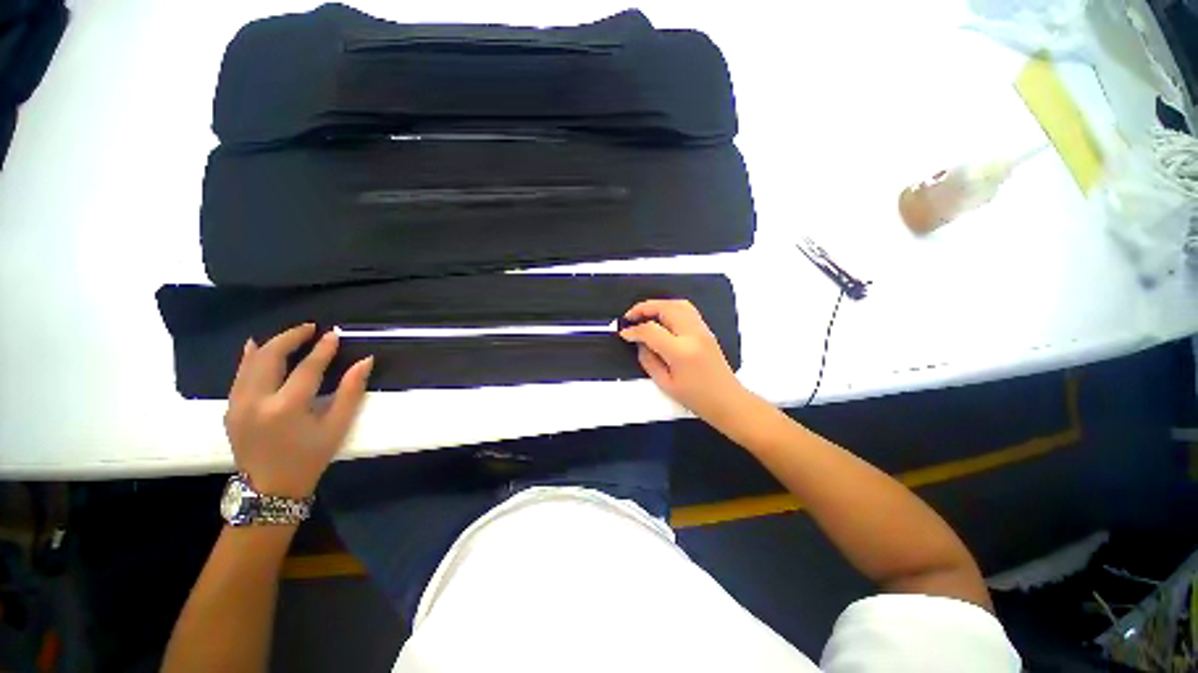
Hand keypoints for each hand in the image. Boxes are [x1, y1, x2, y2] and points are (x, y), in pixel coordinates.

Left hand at [224, 324, 373, 497]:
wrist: (270, 488)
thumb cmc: (310, 457)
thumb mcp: (337, 426)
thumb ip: (351, 391)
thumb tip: (365, 361)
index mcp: (286, 408)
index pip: (307, 368)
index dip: (322, 349)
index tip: (334, 334)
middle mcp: (256, 401)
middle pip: (270, 357)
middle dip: (291, 337)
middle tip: (311, 328)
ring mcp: (237, 405)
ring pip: (251, 363)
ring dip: (272, 344)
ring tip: (292, 334)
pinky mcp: (230, 409)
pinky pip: (239, 375)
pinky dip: (250, 358)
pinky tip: (256, 346)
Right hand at [618, 300, 755, 425]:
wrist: (727, 400)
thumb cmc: (696, 398)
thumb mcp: (665, 383)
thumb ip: (648, 360)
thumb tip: (639, 343)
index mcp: (681, 351)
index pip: (651, 330)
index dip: (634, 330)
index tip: (624, 334)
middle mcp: (693, 334)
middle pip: (666, 308)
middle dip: (644, 308)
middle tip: (630, 316)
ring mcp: (702, 330)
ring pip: (678, 304)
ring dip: (658, 305)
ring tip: (644, 313)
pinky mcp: (706, 330)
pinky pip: (687, 309)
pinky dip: (670, 307)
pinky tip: (661, 316)